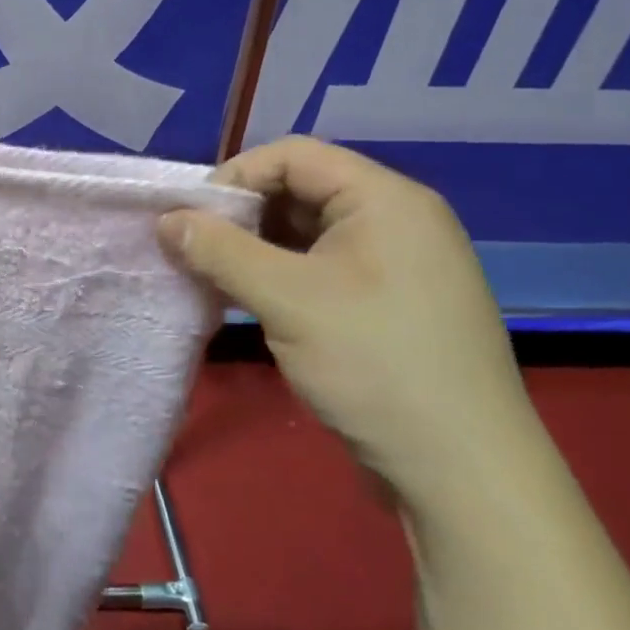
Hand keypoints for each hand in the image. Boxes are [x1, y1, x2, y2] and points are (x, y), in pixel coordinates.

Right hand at [159, 136, 539, 508]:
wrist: (463, 473)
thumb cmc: (375, 364)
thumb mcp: (285, 299)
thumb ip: (219, 250)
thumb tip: (166, 219)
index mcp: (385, 199)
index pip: (293, 156)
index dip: (235, 176)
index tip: (191, 217)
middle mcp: (396, 220)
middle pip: (300, 190)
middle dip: (241, 215)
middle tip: (195, 249)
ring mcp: (396, 264)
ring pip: (307, 233)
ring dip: (255, 249)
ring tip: (212, 277)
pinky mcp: (389, 304)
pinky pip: (322, 268)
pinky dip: (279, 276)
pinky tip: (247, 300)